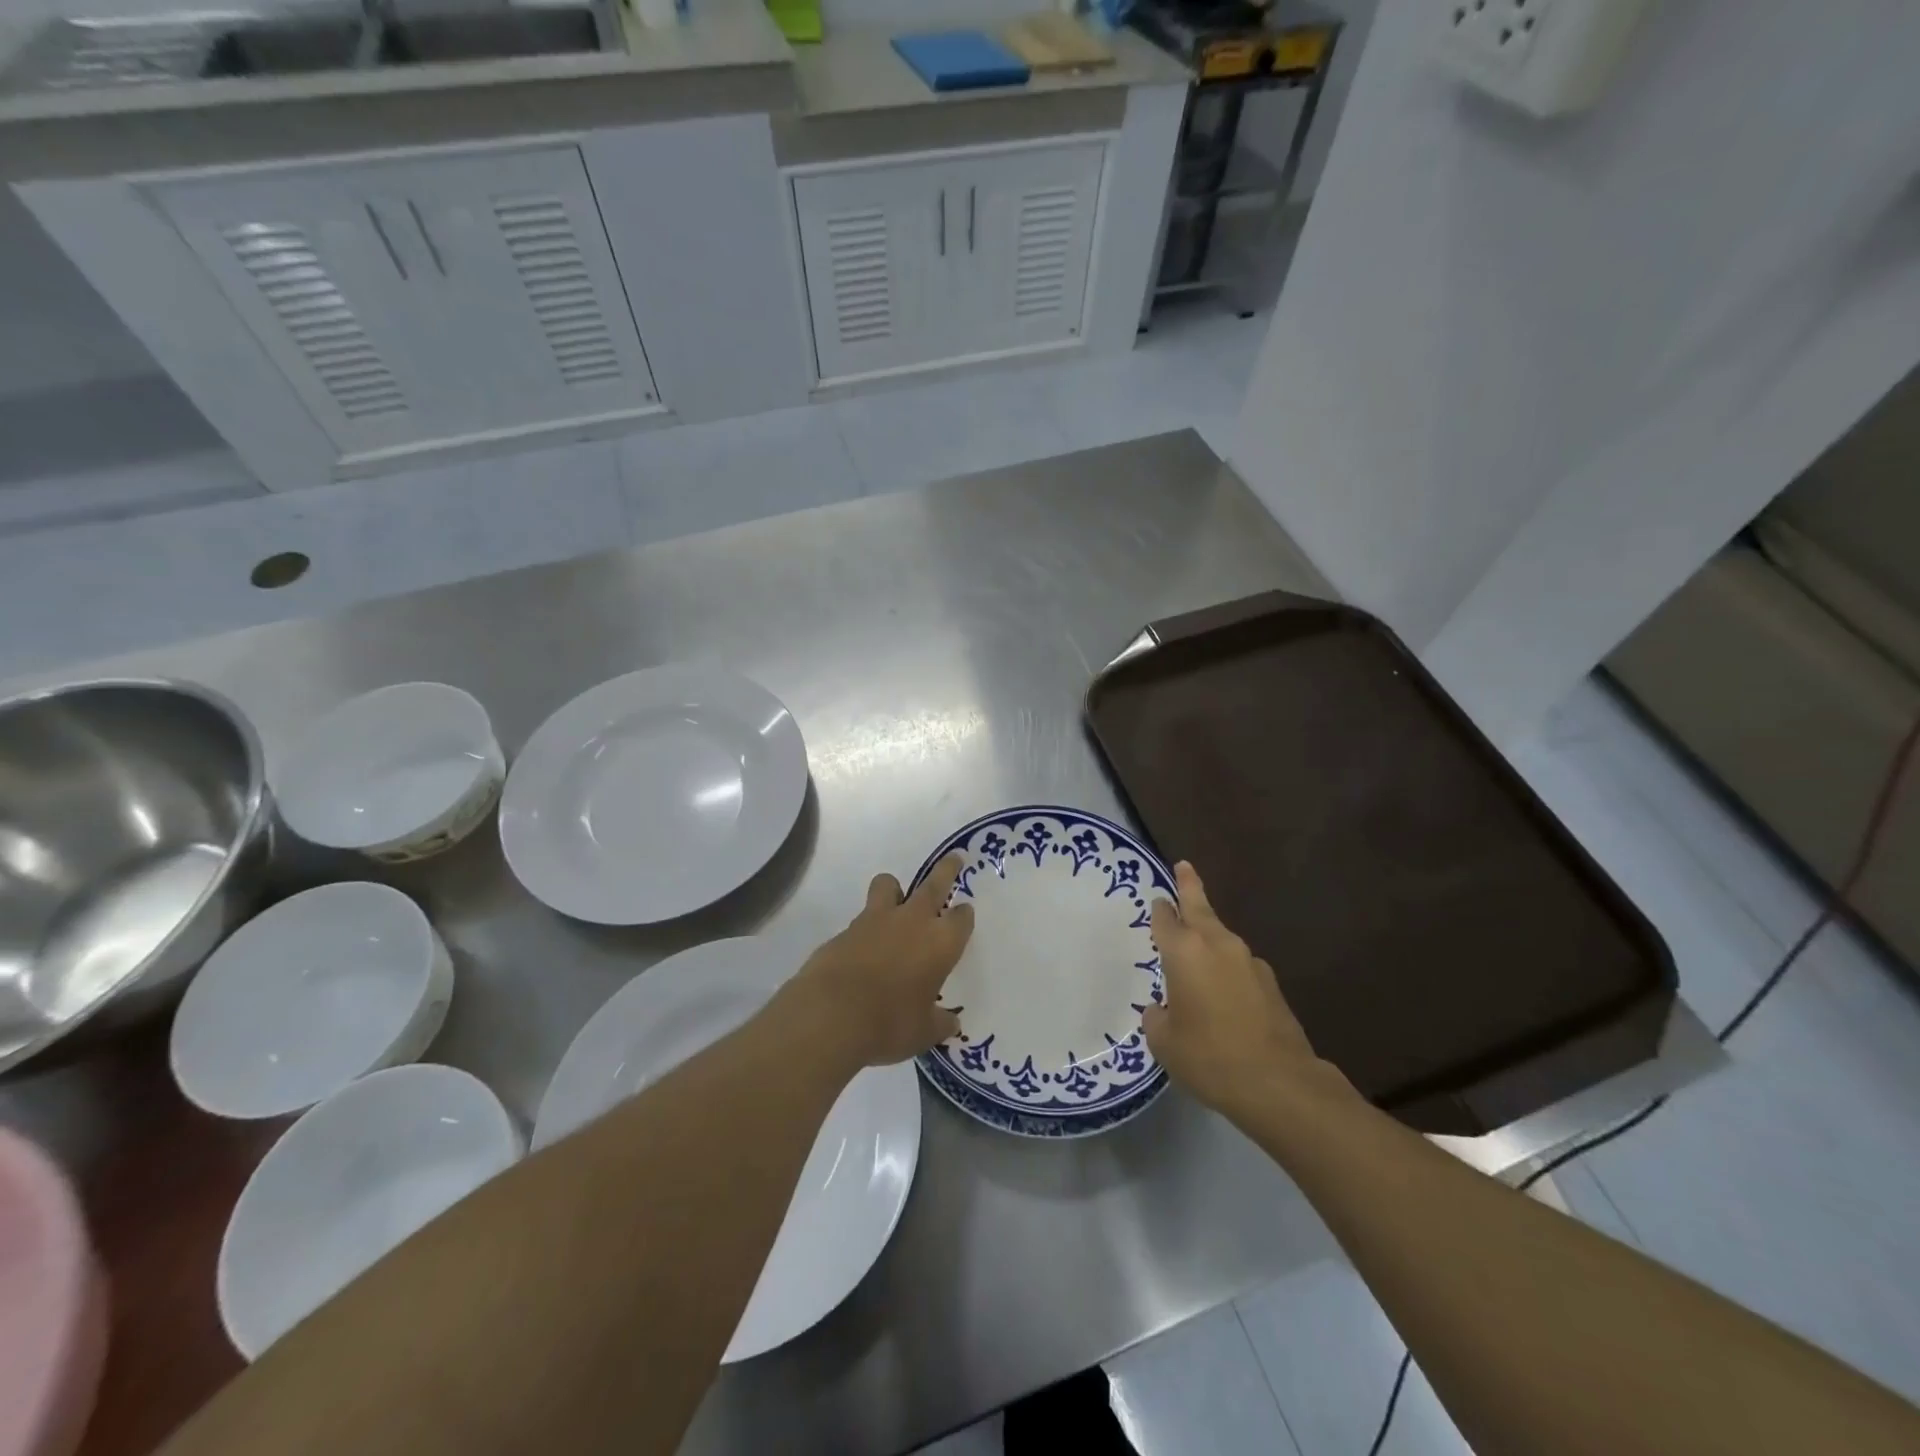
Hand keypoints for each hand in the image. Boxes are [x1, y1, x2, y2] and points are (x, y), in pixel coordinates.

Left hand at [786, 854, 974, 1068]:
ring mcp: (875, 920)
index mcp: (941, 942)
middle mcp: (912, 921)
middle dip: (946, 870)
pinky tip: (863, 950)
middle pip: (934, 884)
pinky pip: (861, 918)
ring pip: (888, 885)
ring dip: (895, 889)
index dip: (963, 916)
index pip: (961, 918)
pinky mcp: (845, 929)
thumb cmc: (891, 1023)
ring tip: (895, 899)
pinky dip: (866, 927)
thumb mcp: (923, 1032)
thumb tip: (951, 1024)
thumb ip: (939, 1023)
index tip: (963, 915)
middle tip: (954, 859)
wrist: (832, 1014)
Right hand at [1142, 861, 1325, 1118]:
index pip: (1165, 919)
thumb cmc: (1209, 1057)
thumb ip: (1158, 1018)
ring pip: (1222, 938)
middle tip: (1184, 867)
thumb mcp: (1165, 1042)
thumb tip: (1162, 1010)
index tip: (1157, 900)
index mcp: (1185, 952)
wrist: (1280, 1084)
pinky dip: (1227, 970)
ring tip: (1196, 954)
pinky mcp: (1271, 985)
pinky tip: (1223, 995)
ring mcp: (1249, 963)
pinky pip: (1239, 967)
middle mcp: (1217, 946)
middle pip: (1200, 907)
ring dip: (1209, 937)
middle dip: (1190, 886)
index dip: (1159, 909)